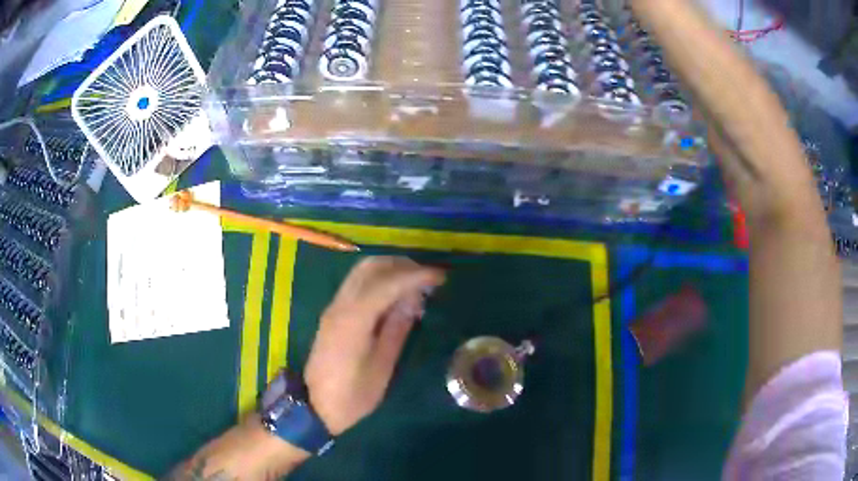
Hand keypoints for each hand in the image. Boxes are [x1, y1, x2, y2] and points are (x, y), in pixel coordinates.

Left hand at [305, 257, 445, 435]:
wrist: (316, 405)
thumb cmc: (353, 394)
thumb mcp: (382, 367)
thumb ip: (397, 329)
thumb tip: (414, 300)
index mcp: (353, 320)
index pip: (387, 283)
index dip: (416, 276)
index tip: (441, 277)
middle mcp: (341, 305)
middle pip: (371, 267)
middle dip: (403, 265)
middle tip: (429, 278)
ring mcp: (334, 306)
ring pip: (362, 271)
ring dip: (390, 269)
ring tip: (416, 285)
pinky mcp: (333, 312)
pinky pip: (357, 283)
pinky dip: (379, 280)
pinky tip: (395, 296)